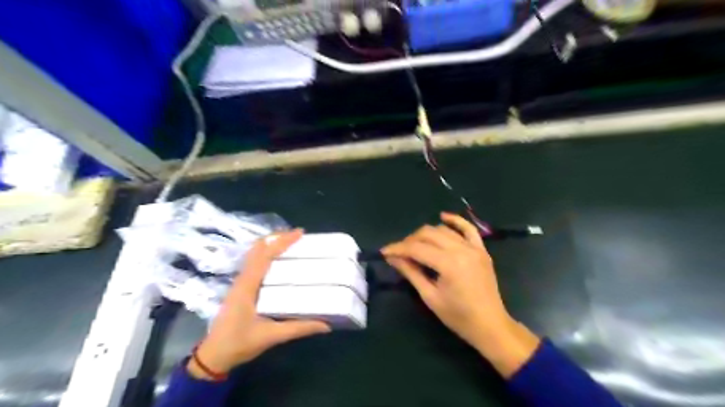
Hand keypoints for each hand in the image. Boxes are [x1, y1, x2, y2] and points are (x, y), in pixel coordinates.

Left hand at [190, 230, 330, 377]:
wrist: (213, 356)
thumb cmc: (239, 343)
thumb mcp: (272, 336)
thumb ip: (299, 328)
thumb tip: (326, 324)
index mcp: (248, 285)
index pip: (265, 255)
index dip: (282, 241)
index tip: (300, 233)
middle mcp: (243, 279)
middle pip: (258, 248)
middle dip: (277, 238)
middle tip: (298, 236)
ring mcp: (240, 282)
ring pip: (255, 254)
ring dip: (272, 245)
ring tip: (292, 243)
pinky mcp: (241, 288)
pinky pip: (255, 263)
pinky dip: (268, 254)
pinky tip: (280, 261)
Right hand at [384, 214, 537, 377]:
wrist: (490, 325)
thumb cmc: (458, 317)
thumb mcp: (430, 297)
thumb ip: (411, 273)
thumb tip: (392, 258)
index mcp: (449, 264)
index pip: (417, 249)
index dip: (398, 248)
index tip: (384, 252)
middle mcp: (461, 250)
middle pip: (428, 234)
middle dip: (410, 241)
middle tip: (399, 253)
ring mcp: (474, 248)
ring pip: (443, 230)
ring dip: (426, 234)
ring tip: (415, 246)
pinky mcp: (481, 249)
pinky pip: (468, 229)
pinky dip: (455, 221)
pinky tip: (443, 216)